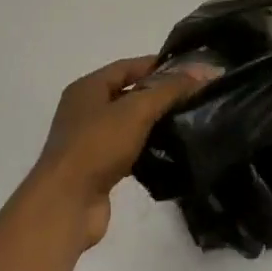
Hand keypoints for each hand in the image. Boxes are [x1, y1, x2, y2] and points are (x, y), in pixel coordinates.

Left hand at [27, 55, 209, 248]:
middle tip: (196, 96)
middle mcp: (85, 110)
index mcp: (87, 88)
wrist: (66, 204)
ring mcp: (90, 141)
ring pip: (129, 124)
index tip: (192, 70)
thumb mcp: (136, 110)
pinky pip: (128, 150)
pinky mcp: (98, 169)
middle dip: (160, 94)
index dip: (159, 66)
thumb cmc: (97, 146)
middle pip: (128, 94)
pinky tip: (171, 152)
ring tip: (190, 122)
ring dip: (154, 123)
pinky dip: (147, 149)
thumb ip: (169, 90)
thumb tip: (204, 70)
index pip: (128, 66)